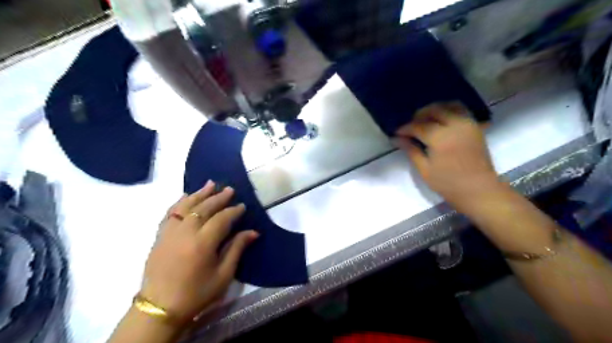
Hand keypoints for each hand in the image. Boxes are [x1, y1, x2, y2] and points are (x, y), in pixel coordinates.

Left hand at [139, 181, 256, 322]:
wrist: (159, 307)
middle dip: (218, 197)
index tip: (242, 206)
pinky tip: (186, 196)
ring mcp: (169, 232)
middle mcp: (185, 232)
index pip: (222, 219)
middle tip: (230, 189)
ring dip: (199, 194)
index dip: (233, 211)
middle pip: (204, 208)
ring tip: (211, 184)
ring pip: (185, 206)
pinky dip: (179, 202)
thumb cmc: (196, 293)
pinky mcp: (159, 236)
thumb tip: (253, 232)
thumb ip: (236, 249)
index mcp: (203, 243)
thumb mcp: (223, 275)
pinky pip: (170, 213)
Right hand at [397, 102, 502, 213]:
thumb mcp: (424, 170)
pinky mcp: (475, 127)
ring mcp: (468, 124)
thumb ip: (411, 150)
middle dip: (419, 115)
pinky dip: (449, 111)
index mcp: (441, 138)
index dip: (405, 128)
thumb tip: (397, 139)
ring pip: (449, 105)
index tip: (396, 133)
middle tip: (410, 126)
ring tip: (426, 120)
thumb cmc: (448, 184)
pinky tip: (441, 121)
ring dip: (435, 110)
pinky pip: (461, 111)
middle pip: (434, 110)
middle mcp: (455, 125)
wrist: (479, 190)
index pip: (418, 126)